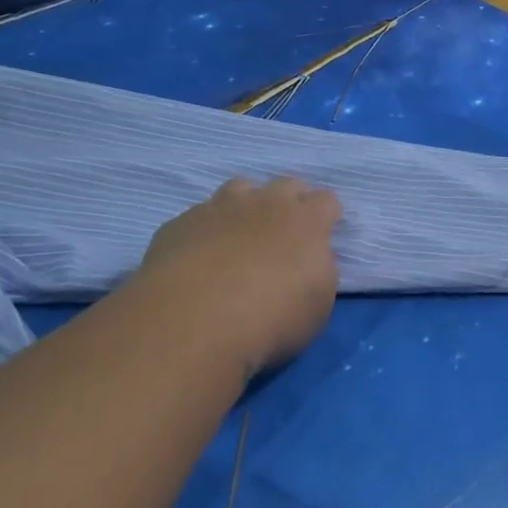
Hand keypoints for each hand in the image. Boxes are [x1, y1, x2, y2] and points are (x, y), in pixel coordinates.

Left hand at [134, 177, 342, 375]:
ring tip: (240, 236)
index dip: (327, 216)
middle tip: (284, 234)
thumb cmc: (270, 319)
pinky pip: (199, 216)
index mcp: (306, 221)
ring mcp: (219, 208)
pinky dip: (206, 230)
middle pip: (286, 185)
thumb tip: (307, 259)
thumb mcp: (318, 304)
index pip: (326, 201)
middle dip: (290, 202)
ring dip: (246, 206)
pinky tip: (199, 256)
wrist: (193, 323)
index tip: (323, 234)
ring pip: (240, 189)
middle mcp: (265, 203)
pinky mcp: (180, 224)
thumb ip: (318, 270)